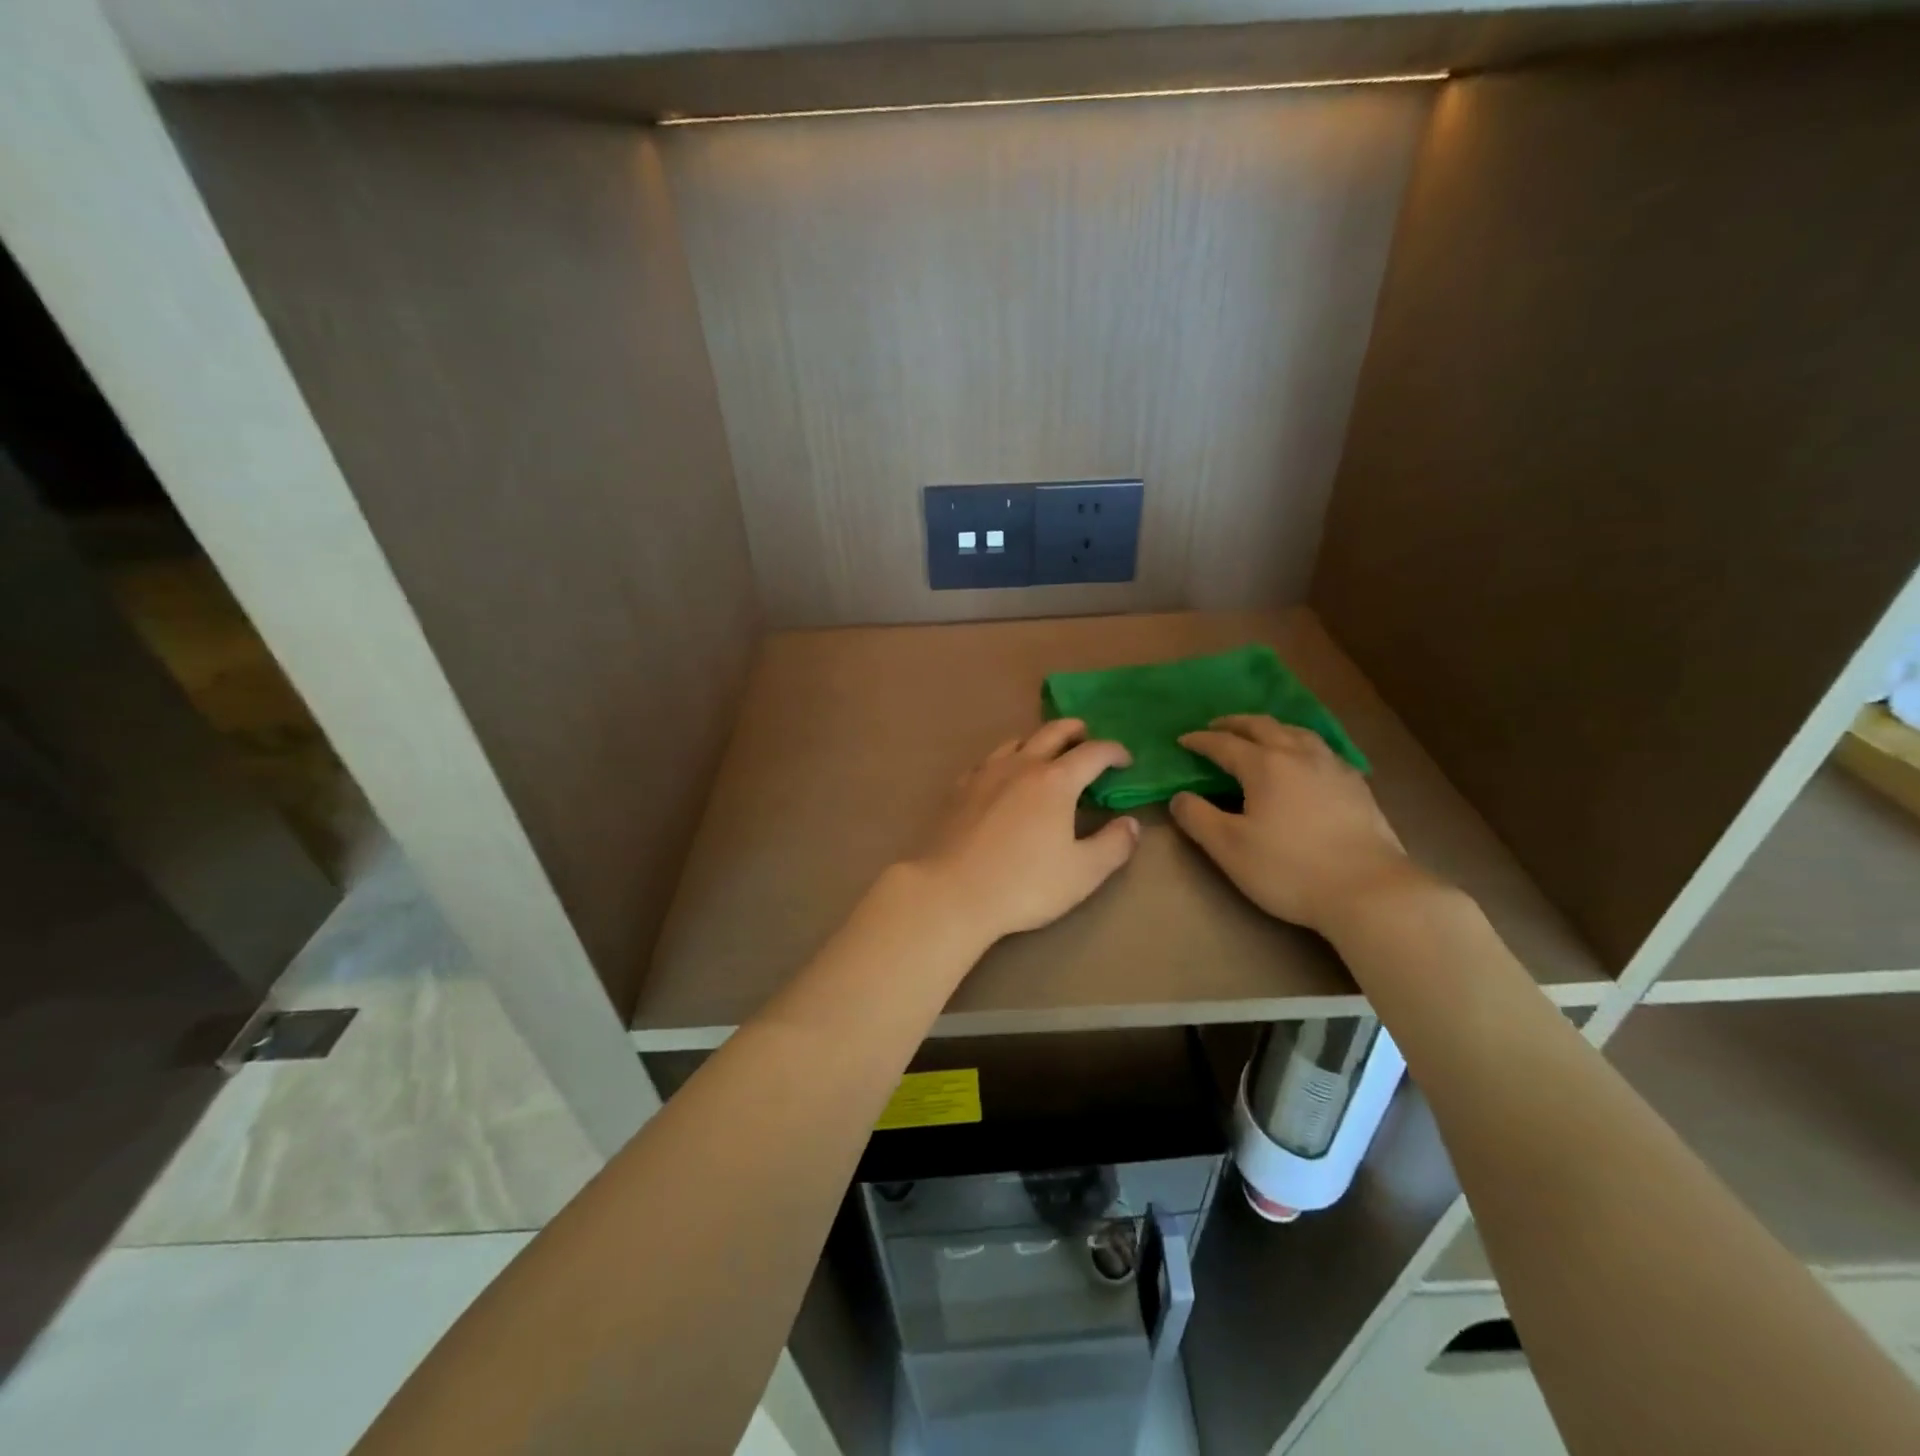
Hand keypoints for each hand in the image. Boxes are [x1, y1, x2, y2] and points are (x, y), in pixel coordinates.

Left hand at [910, 719, 1140, 942]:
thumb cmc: (1023, 884)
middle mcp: (1021, 766)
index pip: (1093, 752)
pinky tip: (1003, 777)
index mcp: (1055, 781)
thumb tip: (1130, 823)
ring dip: (1038, 741)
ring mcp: (985, 773)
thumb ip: (1114, 845)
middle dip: (1076, 731)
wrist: (952, 892)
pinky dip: (1005, 760)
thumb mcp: (1083, 873)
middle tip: (1087, 737)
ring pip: (1016, 741)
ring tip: (1046, 755)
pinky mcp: (959, 788)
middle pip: (1052, 732)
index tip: (1125, 761)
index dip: (1114, 752)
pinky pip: (988, 761)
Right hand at [1170, 715, 1417, 935]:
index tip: (1182, 740)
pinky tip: (1305, 761)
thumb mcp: (1228, 848)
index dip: (1200, 741)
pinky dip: (1301, 744)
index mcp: (1264, 765)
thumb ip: (1197, 818)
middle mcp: (1299, 755)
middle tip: (1216, 727)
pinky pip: (1322, 749)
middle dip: (1235, 723)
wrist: (1369, 891)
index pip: (1223, 744)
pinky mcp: (1357, 786)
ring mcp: (1333, 767)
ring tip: (1260, 735)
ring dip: (1271, 728)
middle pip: (1262, 726)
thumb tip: (1180, 797)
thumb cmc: (1289, 869)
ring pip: (1297, 732)